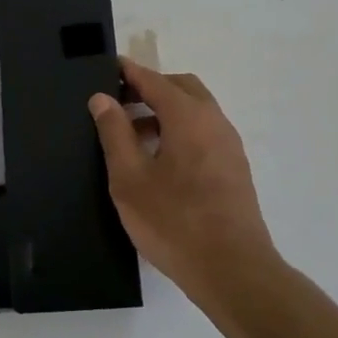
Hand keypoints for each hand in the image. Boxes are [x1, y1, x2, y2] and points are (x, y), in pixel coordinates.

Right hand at [89, 60, 279, 298]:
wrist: (232, 270)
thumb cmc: (173, 221)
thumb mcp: (129, 178)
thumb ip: (115, 133)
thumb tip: (103, 98)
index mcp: (188, 116)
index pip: (154, 80)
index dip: (129, 72)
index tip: (109, 67)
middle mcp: (214, 121)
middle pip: (181, 88)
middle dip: (150, 88)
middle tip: (119, 103)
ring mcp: (229, 145)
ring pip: (195, 111)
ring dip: (165, 111)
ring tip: (132, 136)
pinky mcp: (235, 169)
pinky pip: (204, 133)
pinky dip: (180, 131)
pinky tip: (160, 160)